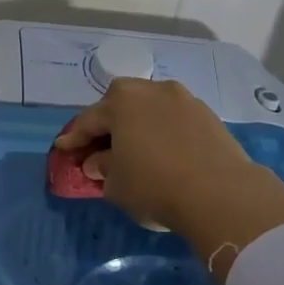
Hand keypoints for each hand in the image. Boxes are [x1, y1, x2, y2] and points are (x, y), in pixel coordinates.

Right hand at [54, 79, 283, 283]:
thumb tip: (98, 161)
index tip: (63, 148)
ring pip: (150, 107)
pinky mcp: (208, 115)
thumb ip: (102, 168)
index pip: (89, 120)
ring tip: (134, 144)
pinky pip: (174, 118)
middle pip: (120, 102)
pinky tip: (162, 149)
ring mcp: (183, 99)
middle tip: (99, 143)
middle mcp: (151, 91)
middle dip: (107, 121)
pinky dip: (163, 129)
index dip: (73, 137)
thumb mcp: (116, 184)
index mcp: (121, 102)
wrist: (220, 193)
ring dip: (138, 122)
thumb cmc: (154, 186)